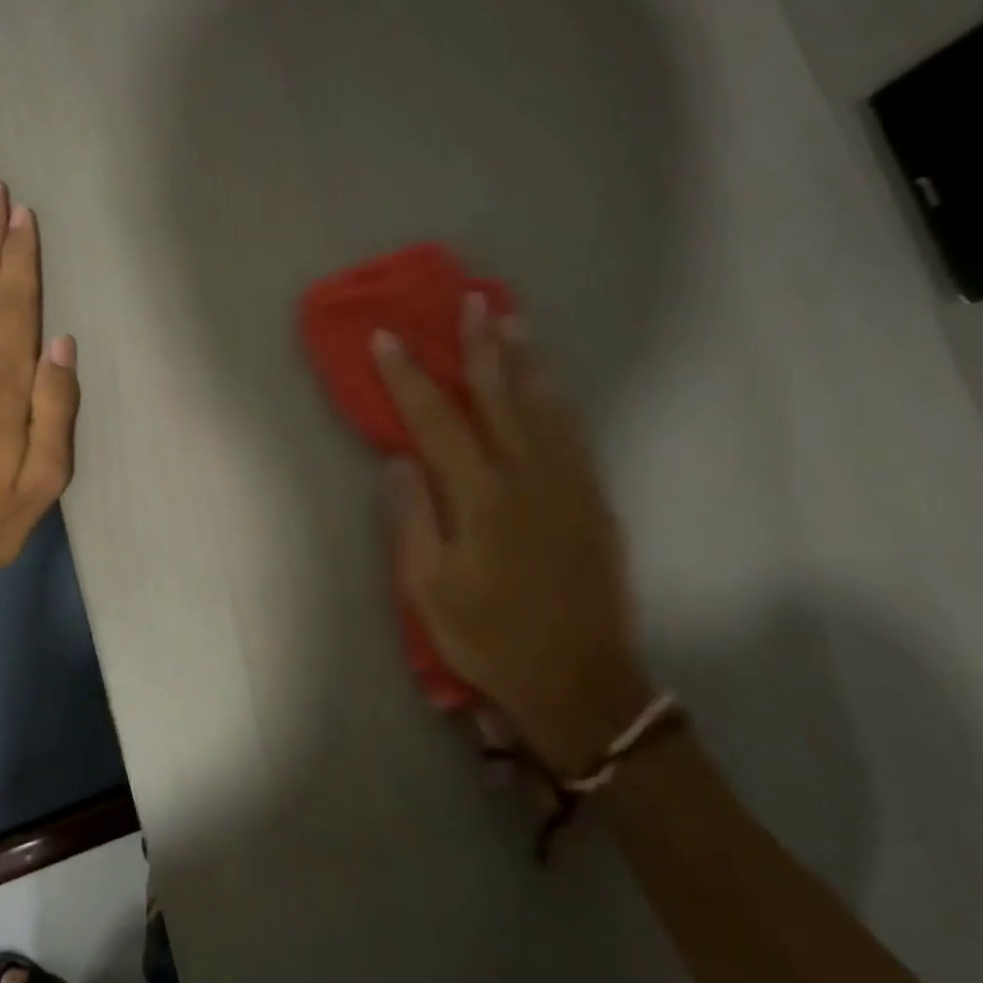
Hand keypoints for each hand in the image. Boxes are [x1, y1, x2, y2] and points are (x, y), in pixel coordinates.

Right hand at [372, 296, 651, 777]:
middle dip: (481, 346)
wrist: (580, 682)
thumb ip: (413, 518)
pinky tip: (550, 384)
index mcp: (480, 497)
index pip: (437, 420)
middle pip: (500, 396)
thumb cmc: (491, 639)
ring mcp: (568, 485)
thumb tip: (400, 460)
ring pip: (544, 406)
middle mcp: (527, 476)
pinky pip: (574, 433)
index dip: (409, 378)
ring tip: (513, 321)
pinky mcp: (595, 500)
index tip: (387, 339)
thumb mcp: (430, 590)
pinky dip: (558, 399)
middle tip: (473, 301)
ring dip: (525, 360)